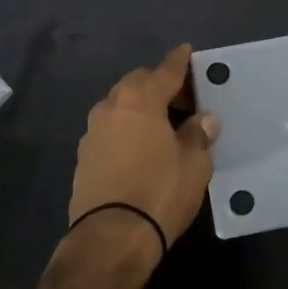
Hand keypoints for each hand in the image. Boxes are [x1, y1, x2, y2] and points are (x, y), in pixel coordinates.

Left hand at [69, 44, 219, 258]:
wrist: (111, 238)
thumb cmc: (160, 192)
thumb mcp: (193, 164)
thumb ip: (198, 134)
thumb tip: (204, 118)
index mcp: (140, 100)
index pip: (164, 71)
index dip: (179, 61)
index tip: (186, 50)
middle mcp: (111, 107)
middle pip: (137, 84)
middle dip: (158, 84)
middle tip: (182, 99)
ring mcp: (92, 132)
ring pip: (119, 106)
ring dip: (140, 108)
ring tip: (162, 125)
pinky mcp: (83, 157)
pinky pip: (110, 130)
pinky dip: (126, 129)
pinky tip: (140, 147)